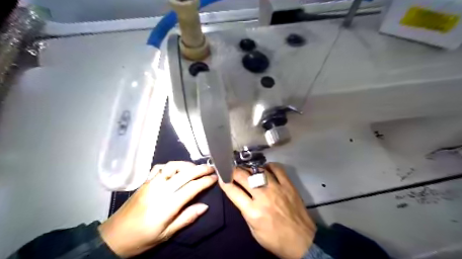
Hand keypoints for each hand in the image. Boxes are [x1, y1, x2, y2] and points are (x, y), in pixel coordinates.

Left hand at [97, 162, 216, 256]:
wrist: (113, 237)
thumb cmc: (142, 238)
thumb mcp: (166, 234)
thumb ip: (186, 218)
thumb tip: (205, 206)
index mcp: (167, 205)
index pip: (192, 187)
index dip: (205, 181)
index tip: (215, 178)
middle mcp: (160, 189)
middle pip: (185, 173)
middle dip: (200, 169)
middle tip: (211, 168)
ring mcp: (151, 183)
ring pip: (172, 166)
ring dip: (187, 164)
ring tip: (196, 168)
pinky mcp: (145, 182)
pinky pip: (159, 167)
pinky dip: (171, 165)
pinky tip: (176, 169)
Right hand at [220, 164, 317, 258]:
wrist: (302, 242)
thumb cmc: (275, 240)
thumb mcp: (254, 231)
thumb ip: (245, 211)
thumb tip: (239, 195)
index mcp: (253, 211)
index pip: (233, 191)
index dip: (224, 181)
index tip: (221, 176)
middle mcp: (263, 197)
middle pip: (243, 176)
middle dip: (234, 171)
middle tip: (233, 170)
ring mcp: (277, 188)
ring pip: (258, 170)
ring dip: (250, 169)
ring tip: (248, 170)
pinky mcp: (288, 185)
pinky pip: (277, 169)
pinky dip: (269, 166)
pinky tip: (265, 168)